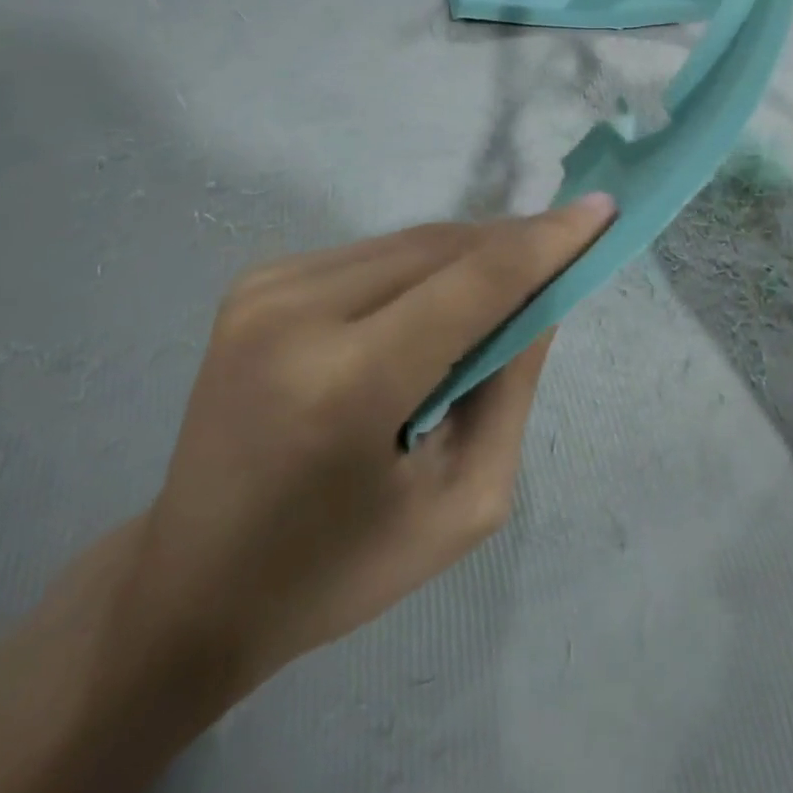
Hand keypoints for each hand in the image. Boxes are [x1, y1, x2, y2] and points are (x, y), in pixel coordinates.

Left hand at [106, 199, 615, 721]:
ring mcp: (267, 288)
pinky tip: (433, 303)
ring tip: (503, 287)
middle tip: (564, 254)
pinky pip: (371, 255)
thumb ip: (511, 389)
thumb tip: (544, 296)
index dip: (547, 241)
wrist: (191, 582)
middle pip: (443, 248)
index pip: (474, 282)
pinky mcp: (255, 280)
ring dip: (467, 255)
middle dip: (513, 245)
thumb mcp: (461, 504)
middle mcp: (299, 313)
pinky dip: (418, 267)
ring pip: (408, 243)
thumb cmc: (339, 568)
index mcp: (348, 384)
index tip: (602, 210)